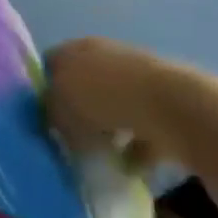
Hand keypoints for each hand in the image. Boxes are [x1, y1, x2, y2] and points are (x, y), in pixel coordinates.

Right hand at [44, 36, 204, 167]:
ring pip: (114, 107)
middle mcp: (107, 56)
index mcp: (78, 48)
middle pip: (83, 85)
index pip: (49, 64)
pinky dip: (136, 148)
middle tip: (68, 139)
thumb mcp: (60, 106)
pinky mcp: (167, 105)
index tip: (41, 117)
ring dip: (107, 132)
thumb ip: (49, 111)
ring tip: (99, 158)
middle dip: (76, 112)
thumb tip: (51, 120)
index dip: (43, 90)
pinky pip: (143, 130)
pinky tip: (129, 168)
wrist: (176, 108)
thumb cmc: (106, 99)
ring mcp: (140, 79)